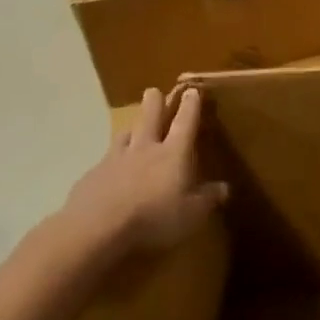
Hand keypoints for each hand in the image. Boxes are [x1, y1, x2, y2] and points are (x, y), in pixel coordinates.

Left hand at [57, 85, 228, 260]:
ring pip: (125, 133)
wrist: (97, 228)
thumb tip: (225, 187)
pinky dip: (112, 159)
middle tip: (154, 91)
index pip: (185, 122)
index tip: (192, 90)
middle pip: (150, 116)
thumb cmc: (153, 218)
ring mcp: (115, 159)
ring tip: (133, 127)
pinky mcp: (93, 174)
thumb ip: (208, 198)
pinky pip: (106, 159)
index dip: (190, 105)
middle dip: (155, 102)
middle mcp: (145, 148)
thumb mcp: (192, 214)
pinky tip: (111, 169)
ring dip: (132, 127)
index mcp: (173, 153)